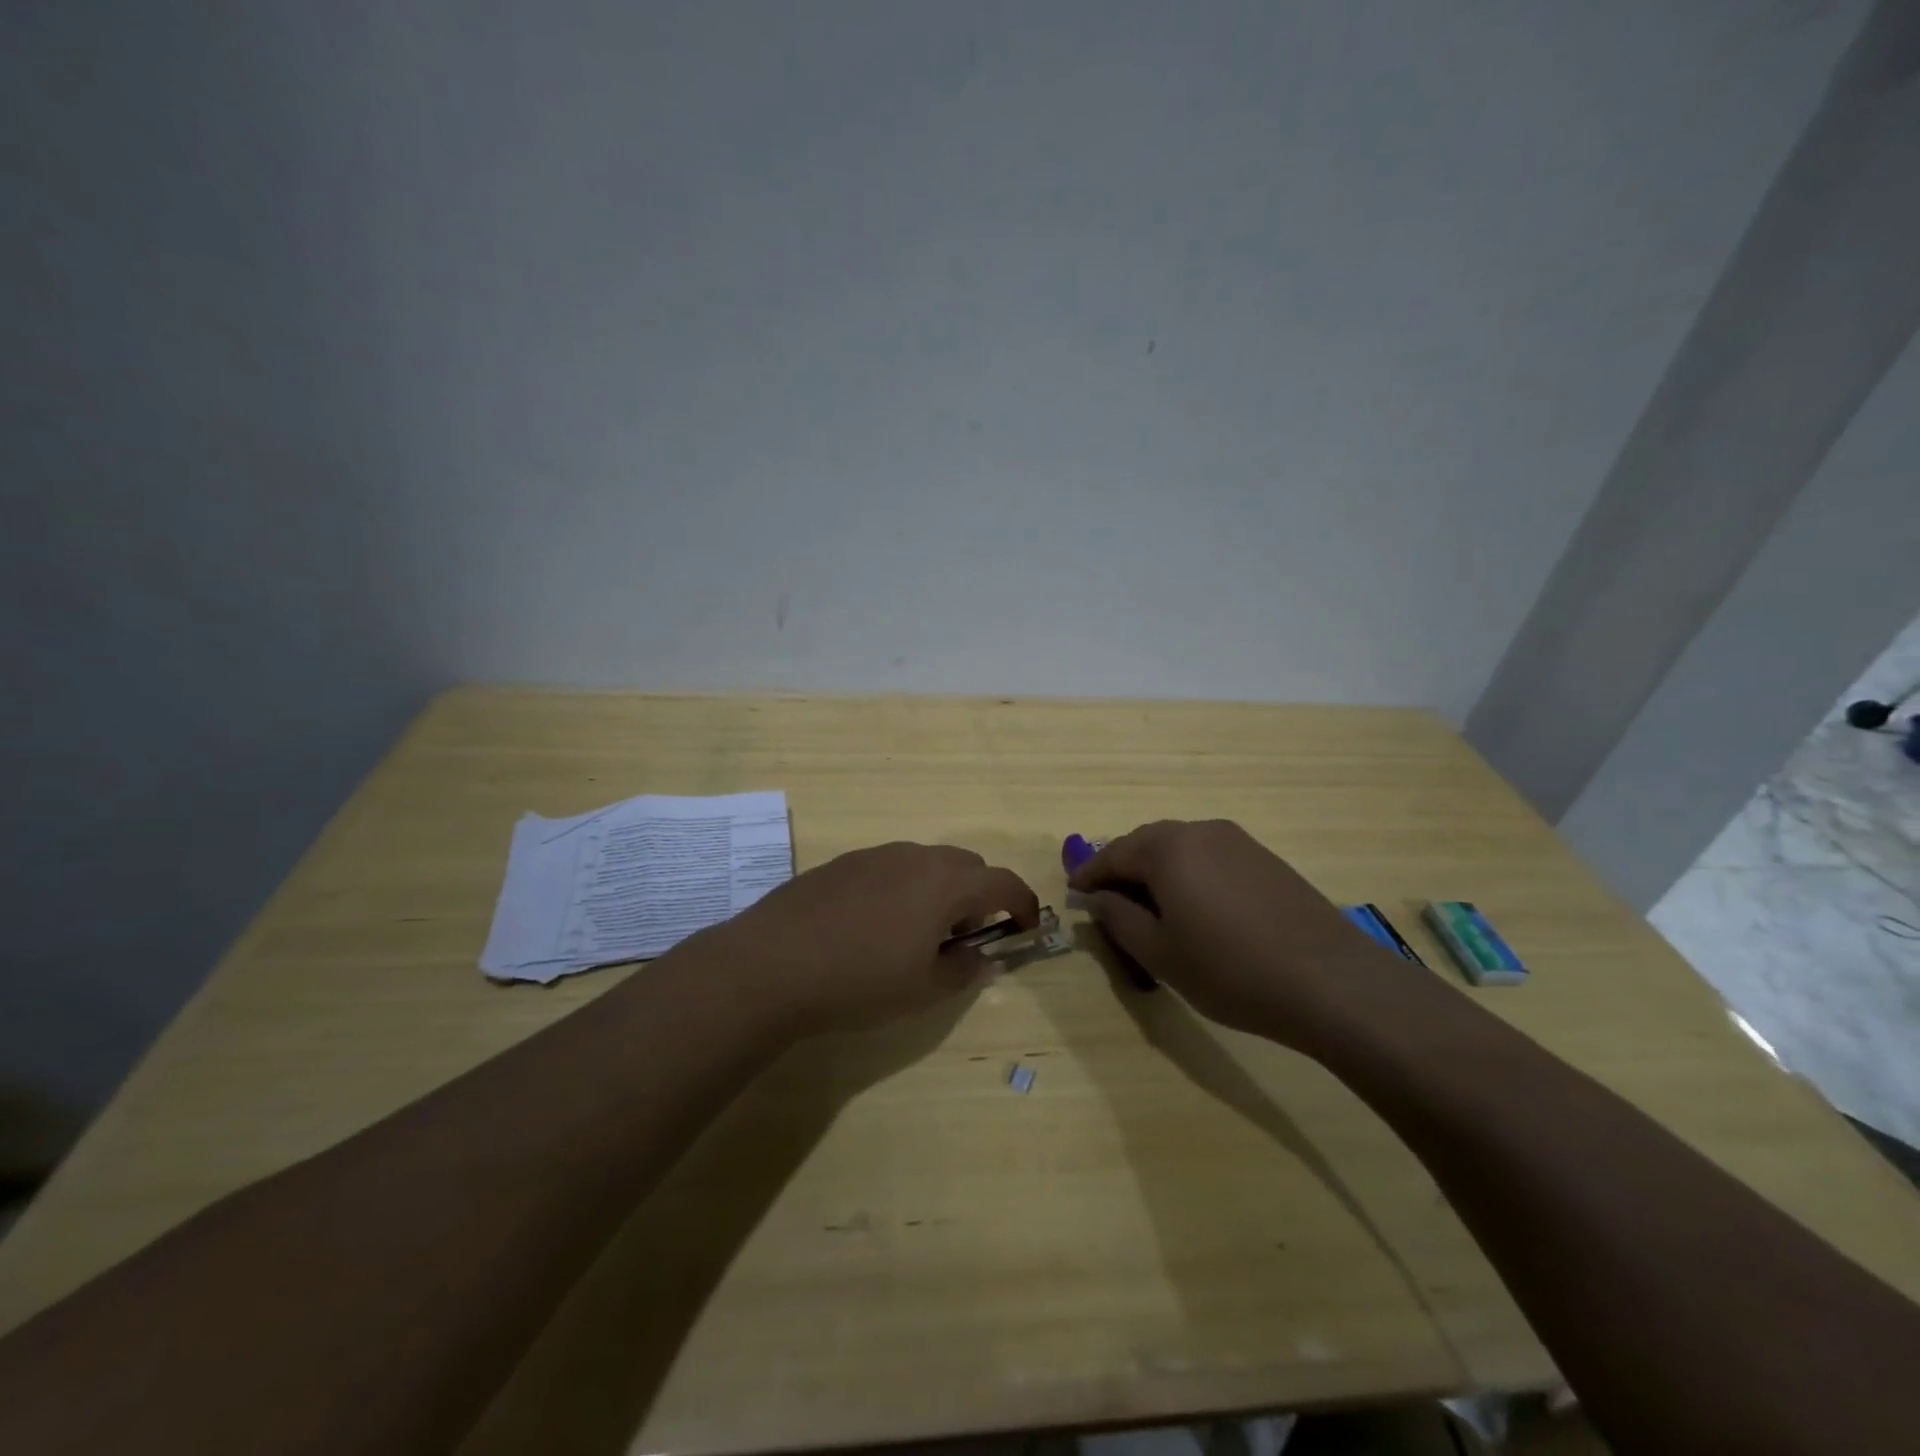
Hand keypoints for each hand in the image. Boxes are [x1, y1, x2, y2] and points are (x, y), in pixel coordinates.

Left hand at [707, 842, 1039, 1033]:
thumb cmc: (859, 981)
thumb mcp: (923, 989)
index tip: (1025, 929)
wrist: (771, 964)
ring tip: (917, 933)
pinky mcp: (843, 862)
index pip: (1003, 882)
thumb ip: (964, 971)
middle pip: (967, 865)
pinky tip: (874, 925)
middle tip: (964, 937)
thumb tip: (982, 957)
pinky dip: (903, 888)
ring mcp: (875, 854)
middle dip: (979, 896)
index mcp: (945, 883)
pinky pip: (890, 867)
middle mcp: (915, 856)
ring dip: (940, 890)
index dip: (1023, 904)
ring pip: (927, 863)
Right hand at [1069, 819, 1425, 1049]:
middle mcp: (1200, 831)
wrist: (1330, 982)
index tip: (1074, 894)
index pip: (1113, 853)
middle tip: (1108, 901)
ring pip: (1180, 848)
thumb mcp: (1159, 953)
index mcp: (1167, 848)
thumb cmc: (1229, 970)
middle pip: (1146, 844)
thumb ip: (1118, 918)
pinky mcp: (1265, 858)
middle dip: (1123, 869)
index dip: (1089, 875)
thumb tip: (1097, 899)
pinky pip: (1210, 857)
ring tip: (1150, 907)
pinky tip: (1195, 907)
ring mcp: (1238, 841)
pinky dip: (1189, 874)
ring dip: (1157, 871)